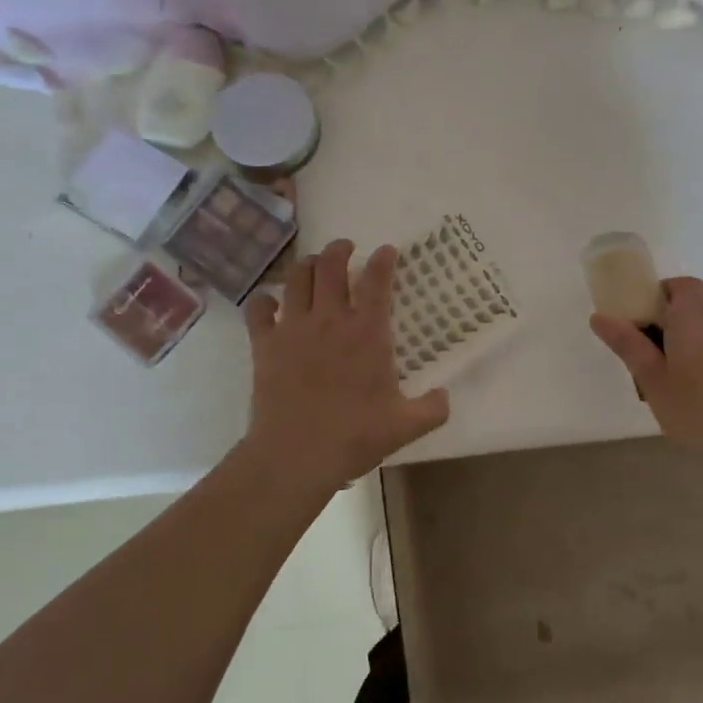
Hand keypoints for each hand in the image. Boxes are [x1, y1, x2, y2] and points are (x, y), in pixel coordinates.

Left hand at [238, 240, 449, 496]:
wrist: (296, 454)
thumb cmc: (354, 435)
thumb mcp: (405, 426)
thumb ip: (432, 409)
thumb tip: (445, 397)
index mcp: (367, 332)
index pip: (376, 281)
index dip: (382, 260)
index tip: (386, 250)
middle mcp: (330, 319)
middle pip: (330, 266)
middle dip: (339, 250)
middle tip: (345, 248)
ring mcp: (293, 328)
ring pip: (296, 278)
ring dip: (306, 265)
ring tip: (312, 264)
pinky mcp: (264, 344)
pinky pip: (258, 310)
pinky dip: (263, 301)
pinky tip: (269, 303)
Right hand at [590, 276, 702, 470]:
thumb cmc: (698, 409)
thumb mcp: (652, 380)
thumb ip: (628, 345)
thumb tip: (600, 316)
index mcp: (693, 316)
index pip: (681, 285)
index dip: (661, 295)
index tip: (643, 321)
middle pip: (694, 308)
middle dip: (671, 325)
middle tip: (652, 361)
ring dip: (692, 345)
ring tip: (678, 385)